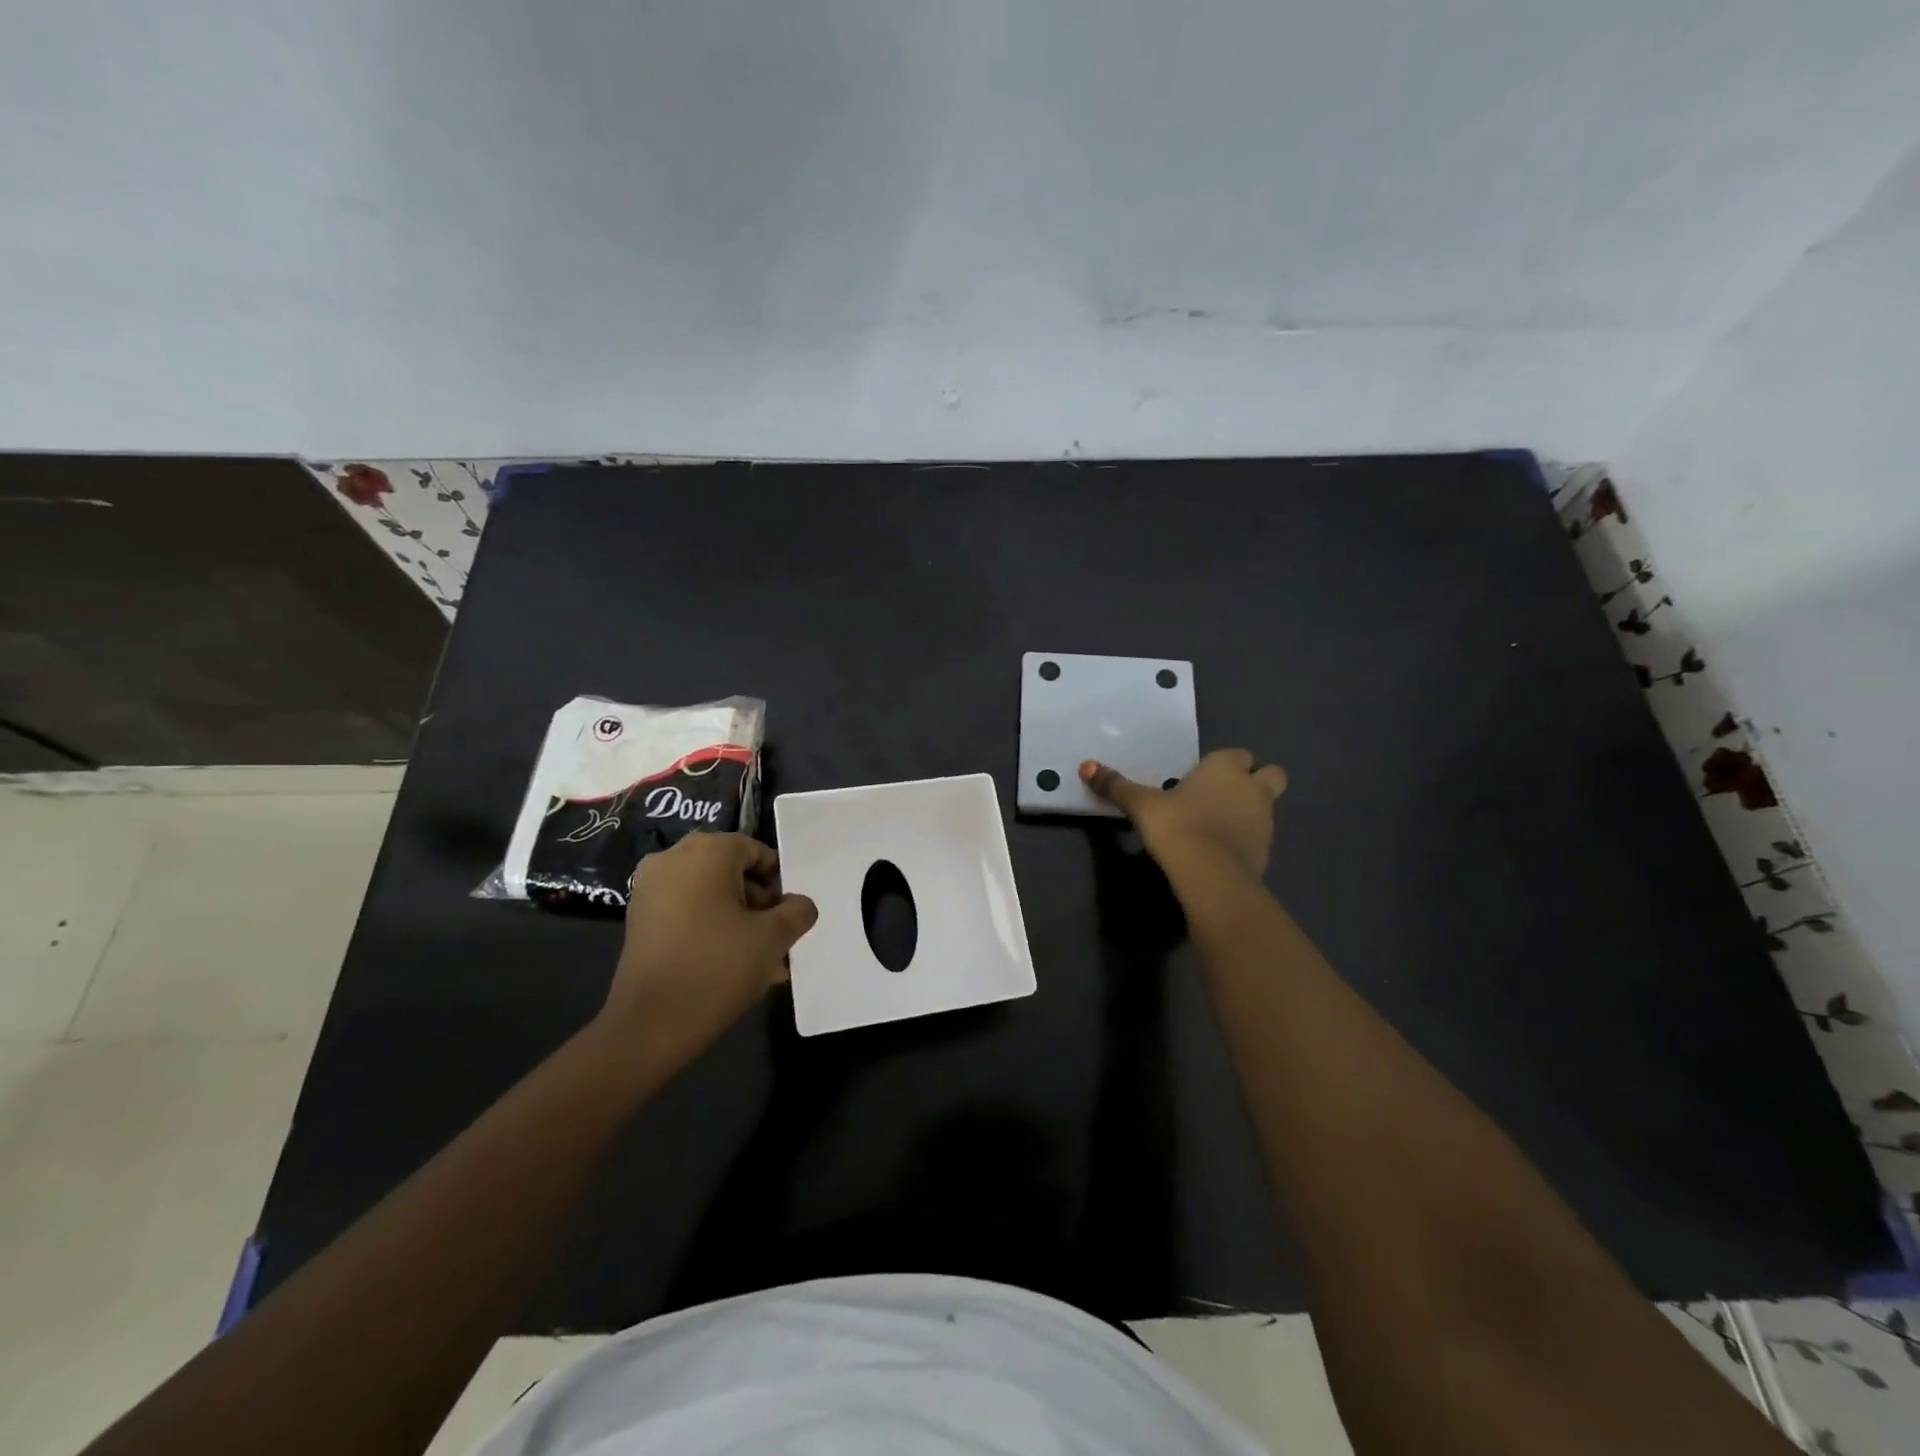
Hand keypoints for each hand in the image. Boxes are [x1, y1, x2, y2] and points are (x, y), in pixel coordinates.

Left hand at [596, 833, 817, 1063]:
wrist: (650, 1025)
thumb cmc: (718, 967)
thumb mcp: (774, 938)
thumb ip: (797, 911)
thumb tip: (799, 905)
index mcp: (707, 851)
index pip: (755, 851)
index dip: (778, 881)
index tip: (788, 915)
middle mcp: (673, 858)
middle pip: (731, 871)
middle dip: (758, 903)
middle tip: (777, 938)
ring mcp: (650, 888)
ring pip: (709, 894)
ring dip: (737, 920)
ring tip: (761, 961)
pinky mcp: (638, 918)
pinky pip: (686, 910)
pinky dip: (710, 928)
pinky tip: (731, 964)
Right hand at [1080, 749, 1287, 886]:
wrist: (1211, 876)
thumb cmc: (1178, 827)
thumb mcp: (1141, 805)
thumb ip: (1117, 786)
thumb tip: (1086, 767)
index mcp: (1226, 768)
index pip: (1238, 754)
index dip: (1224, 763)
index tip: (1202, 776)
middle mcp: (1253, 789)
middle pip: (1271, 775)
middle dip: (1255, 782)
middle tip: (1224, 795)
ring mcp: (1265, 822)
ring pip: (1267, 807)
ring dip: (1249, 812)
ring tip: (1216, 826)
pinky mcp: (1266, 853)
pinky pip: (1259, 838)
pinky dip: (1245, 841)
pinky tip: (1220, 852)